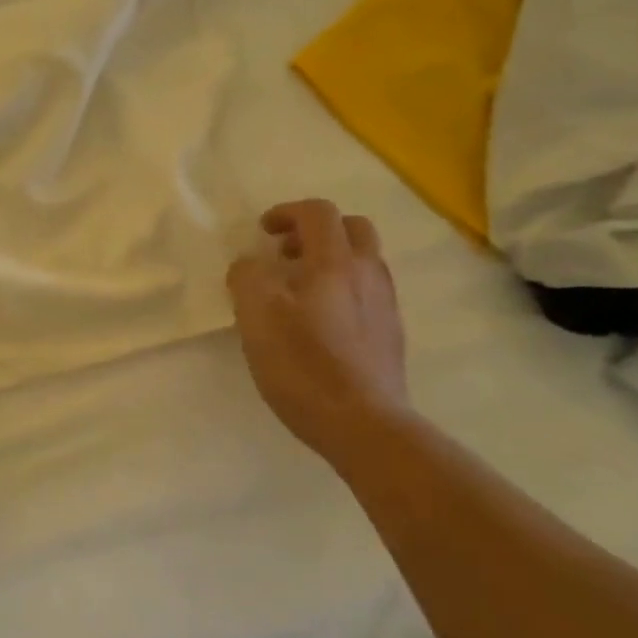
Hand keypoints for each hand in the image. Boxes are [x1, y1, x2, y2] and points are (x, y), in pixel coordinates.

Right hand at [226, 199, 410, 464]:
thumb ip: (247, 277)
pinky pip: (368, 292)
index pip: (318, 212)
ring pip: (364, 261)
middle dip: (317, 231)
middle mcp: (368, 274)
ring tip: (299, 290)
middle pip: (352, 228)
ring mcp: (385, 305)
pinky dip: (343, 289)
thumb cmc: (303, 364)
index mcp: (335, 262)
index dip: (287, 212)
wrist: (363, 424)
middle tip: (286, 254)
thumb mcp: (256, 315)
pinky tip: (320, 322)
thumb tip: (250, 265)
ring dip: (331, 260)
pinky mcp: (390, 335)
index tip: (263, 232)